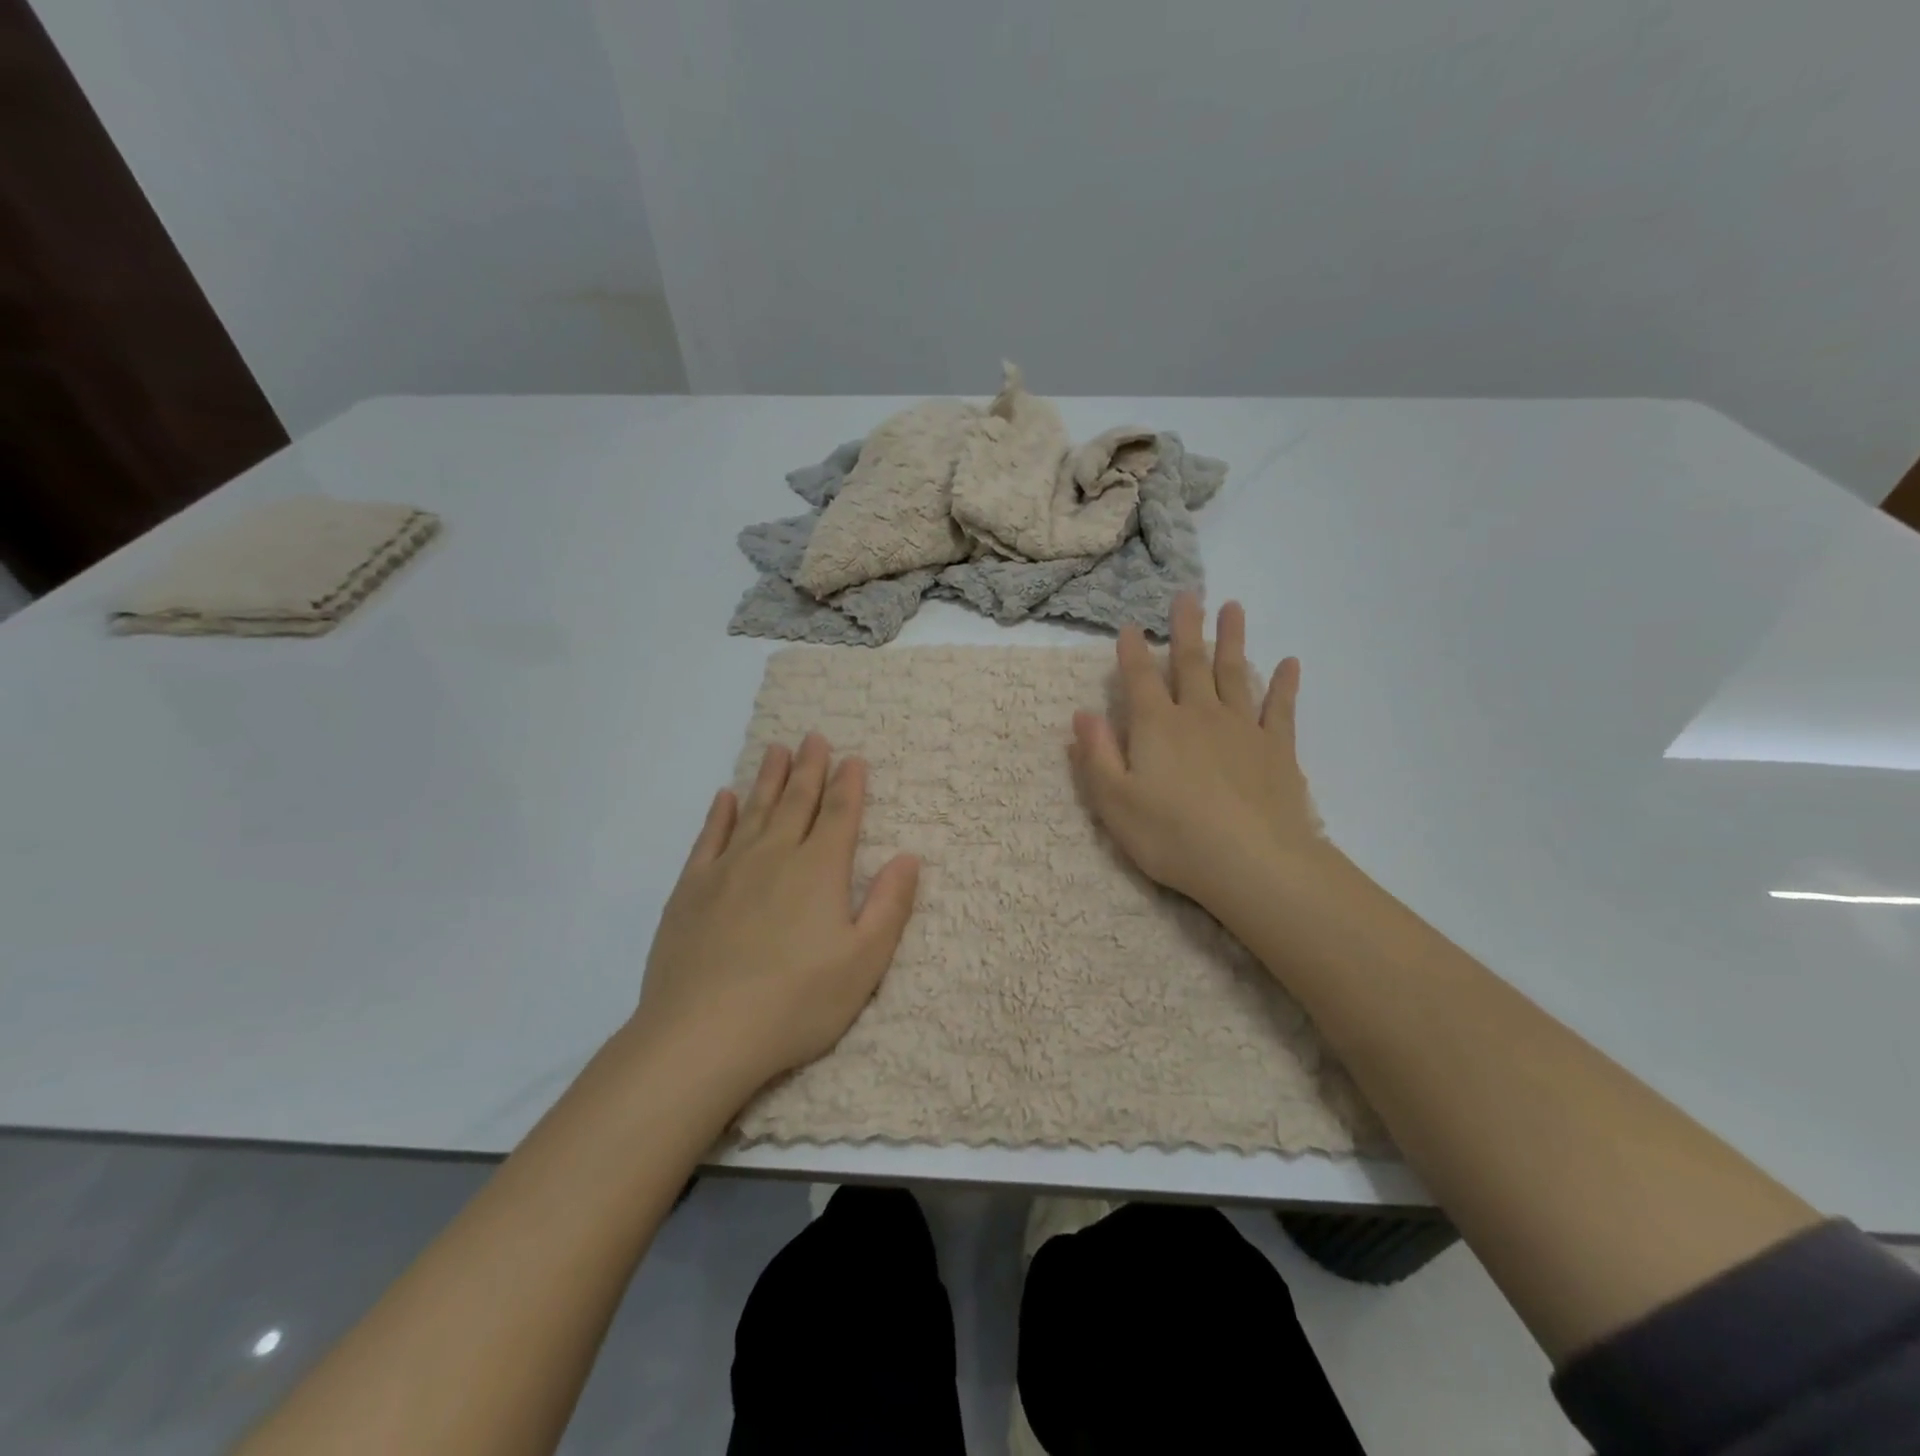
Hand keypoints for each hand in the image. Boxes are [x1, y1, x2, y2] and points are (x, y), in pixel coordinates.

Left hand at [630, 734, 919, 1099]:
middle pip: (797, 802)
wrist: (703, 1034)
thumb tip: (908, 856)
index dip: (849, 785)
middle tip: (813, 736)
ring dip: (768, 778)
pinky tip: (724, 797)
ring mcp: (728, 870)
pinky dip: (720, 815)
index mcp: (820, 871)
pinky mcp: (692, 890)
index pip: (840, 815)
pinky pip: (709, 839)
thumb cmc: (796, 1003)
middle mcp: (775, 856)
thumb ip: (889, 905)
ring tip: (776, 749)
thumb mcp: (864, 962)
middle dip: (809, 769)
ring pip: (754, 811)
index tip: (853, 758)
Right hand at [1069, 593, 1325, 918]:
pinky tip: (1290, 663)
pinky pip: (1280, 708)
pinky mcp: (1276, 748)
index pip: (1140, 679)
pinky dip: (1284, 684)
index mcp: (1156, 727)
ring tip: (1233, 608)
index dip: (1132, 652)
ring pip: (1234, 673)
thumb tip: (1082, 714)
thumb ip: (1096, 756)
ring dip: (1233, 639)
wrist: (1253, 863)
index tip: (1129, 626)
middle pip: (1191, 663)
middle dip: (1186, 628)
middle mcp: (1198, 715)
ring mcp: (1241, 728)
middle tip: (1188, 594)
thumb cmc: (1173, 836)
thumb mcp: (1115, 802)